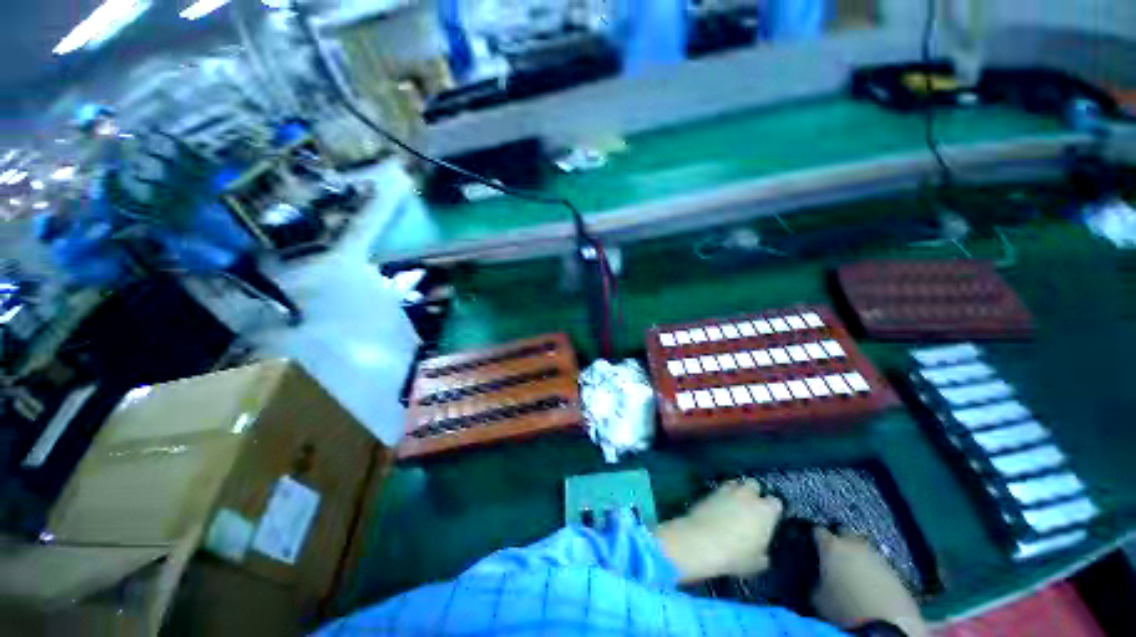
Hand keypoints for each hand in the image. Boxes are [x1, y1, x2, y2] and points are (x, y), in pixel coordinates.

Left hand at [655, 479, 783, 582]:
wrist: (701, 540)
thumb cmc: (735, 555)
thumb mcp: (757, 563)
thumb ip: (763, 552)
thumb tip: (761, 549)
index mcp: (765, 511)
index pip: (775, 503)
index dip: (772, 510)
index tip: (769, 519)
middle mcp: (747, 495)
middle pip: (754, 485)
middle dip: (754, 493)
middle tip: (751, 508)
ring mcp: (727, 490)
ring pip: (735, 483)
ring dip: (736, 491)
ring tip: (734, 504)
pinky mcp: (710, 491)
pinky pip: (720, 490)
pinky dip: (721, 496)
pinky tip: (719, 507)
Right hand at [812, 528, 928, 636]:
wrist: (886, 625)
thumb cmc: (843, 608)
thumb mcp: (818, 596)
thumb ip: (815, 580)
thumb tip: (817, 577)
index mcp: (831, 546)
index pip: (818, 531)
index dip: (814, 537)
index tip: (811, 544)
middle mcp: (854, 544)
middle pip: (844, 532)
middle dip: (838, 539)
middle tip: (833, 554)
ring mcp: (878, 557)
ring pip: (864, 548)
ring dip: (858, 555)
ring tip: (853, 570)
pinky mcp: (895, 572)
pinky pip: (879, 565)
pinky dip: (872, 570)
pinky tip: (869, 583)